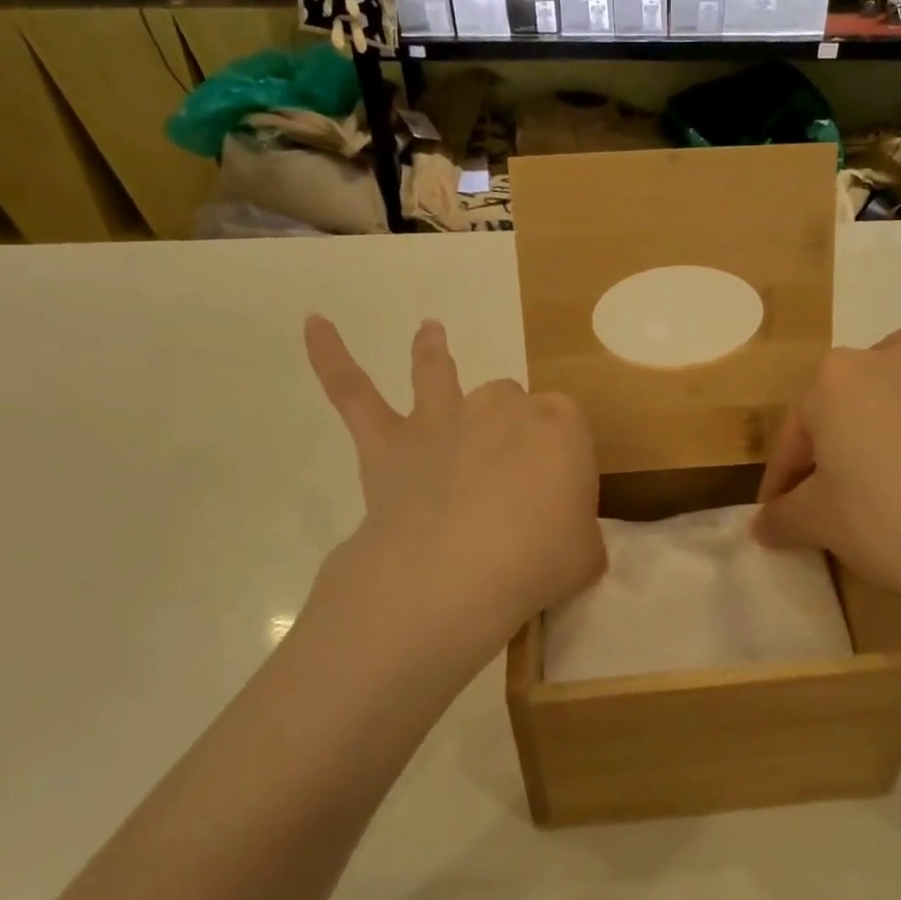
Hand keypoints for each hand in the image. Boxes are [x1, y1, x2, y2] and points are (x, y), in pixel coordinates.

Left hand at [304, 317, 604, 677]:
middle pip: (509, 401)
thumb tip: (563, 534)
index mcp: (559, 425)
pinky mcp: (389, 444)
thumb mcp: (587, 555)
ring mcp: (441, 421)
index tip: (561, 498)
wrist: (455, 576)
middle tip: (509, 483)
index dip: (564, 459)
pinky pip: (354, 392)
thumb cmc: (536, 563)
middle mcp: (500, 408)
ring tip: (428, 330)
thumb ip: (579, 533)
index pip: (567, 427)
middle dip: (510, 428)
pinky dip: (331, 358)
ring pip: (438, 374)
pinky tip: (313, 323)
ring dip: (433, 352)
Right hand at [754, 323, 900, 634]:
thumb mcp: (819, 524)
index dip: (783, 479)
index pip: (795, 434)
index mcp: (835, 381)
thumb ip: (784, 517)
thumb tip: (764, 526)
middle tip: (833, 488)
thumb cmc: (889, 521)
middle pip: (847, 397)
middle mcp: (889, 360)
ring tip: (895, 419)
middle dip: (834, 437)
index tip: (780, 515)